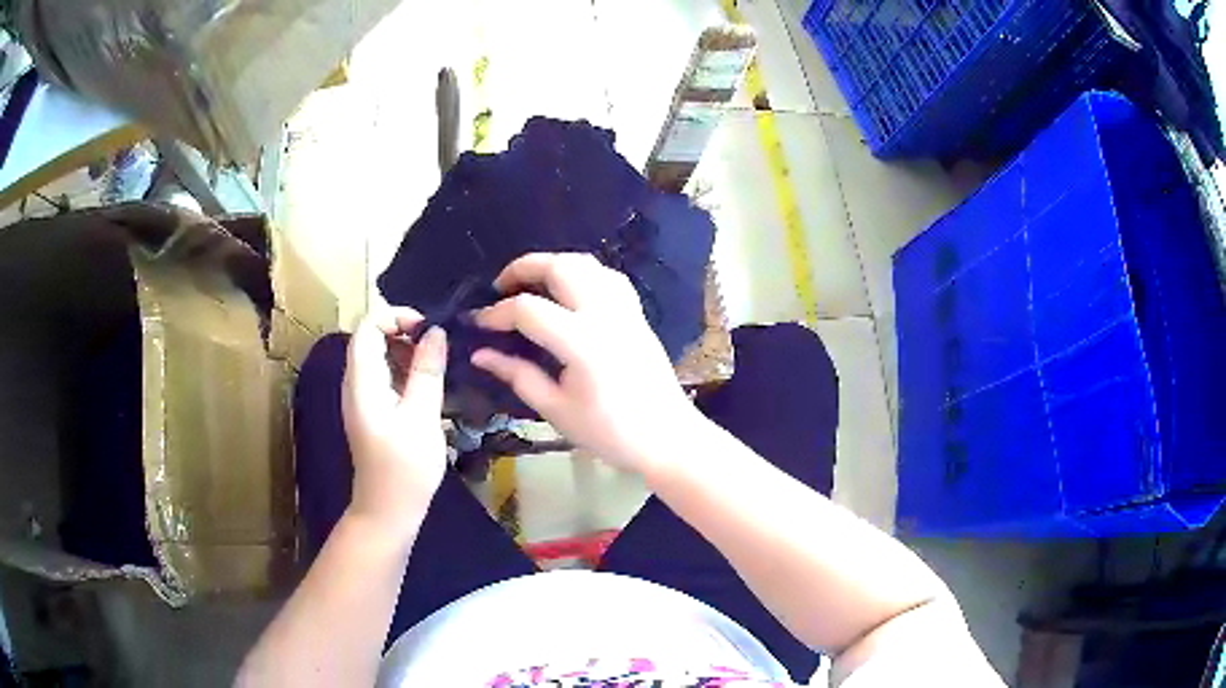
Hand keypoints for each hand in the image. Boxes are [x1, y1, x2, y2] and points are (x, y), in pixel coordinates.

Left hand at [342, 308, 447, 533]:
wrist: (388, 511)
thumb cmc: (404, 468)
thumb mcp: (422, 417)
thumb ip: (427, 371)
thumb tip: (436, 331)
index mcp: (362, 381)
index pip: (367, 326)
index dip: (395, 316)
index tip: (428, 328)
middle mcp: (356, 383)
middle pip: (373, 338)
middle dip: (406, 332)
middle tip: (440, 347)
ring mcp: (363, 397)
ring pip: (381, 356)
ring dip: (409, 352)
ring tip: (439, 366)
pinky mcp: (373, 410)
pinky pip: (386, 376)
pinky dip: (407, 371)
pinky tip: (430, 386)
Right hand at [471, 253, 699, 474]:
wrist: (666, 438)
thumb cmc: (610, 432)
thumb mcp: (556, 409)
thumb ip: (517, 375)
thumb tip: (480, 354)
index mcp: (581, 342)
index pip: (528, 310)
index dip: (497, 313)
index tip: (479, 323)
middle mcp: (605, 314)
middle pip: (559, 267)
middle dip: (523, 268)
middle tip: (500, 286)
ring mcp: (625, 309)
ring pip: (586, 263)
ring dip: (553, 265)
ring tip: (531, 284)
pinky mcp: (637, 313)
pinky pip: (607, 276)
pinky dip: (582, 272)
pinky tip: (569, 290)